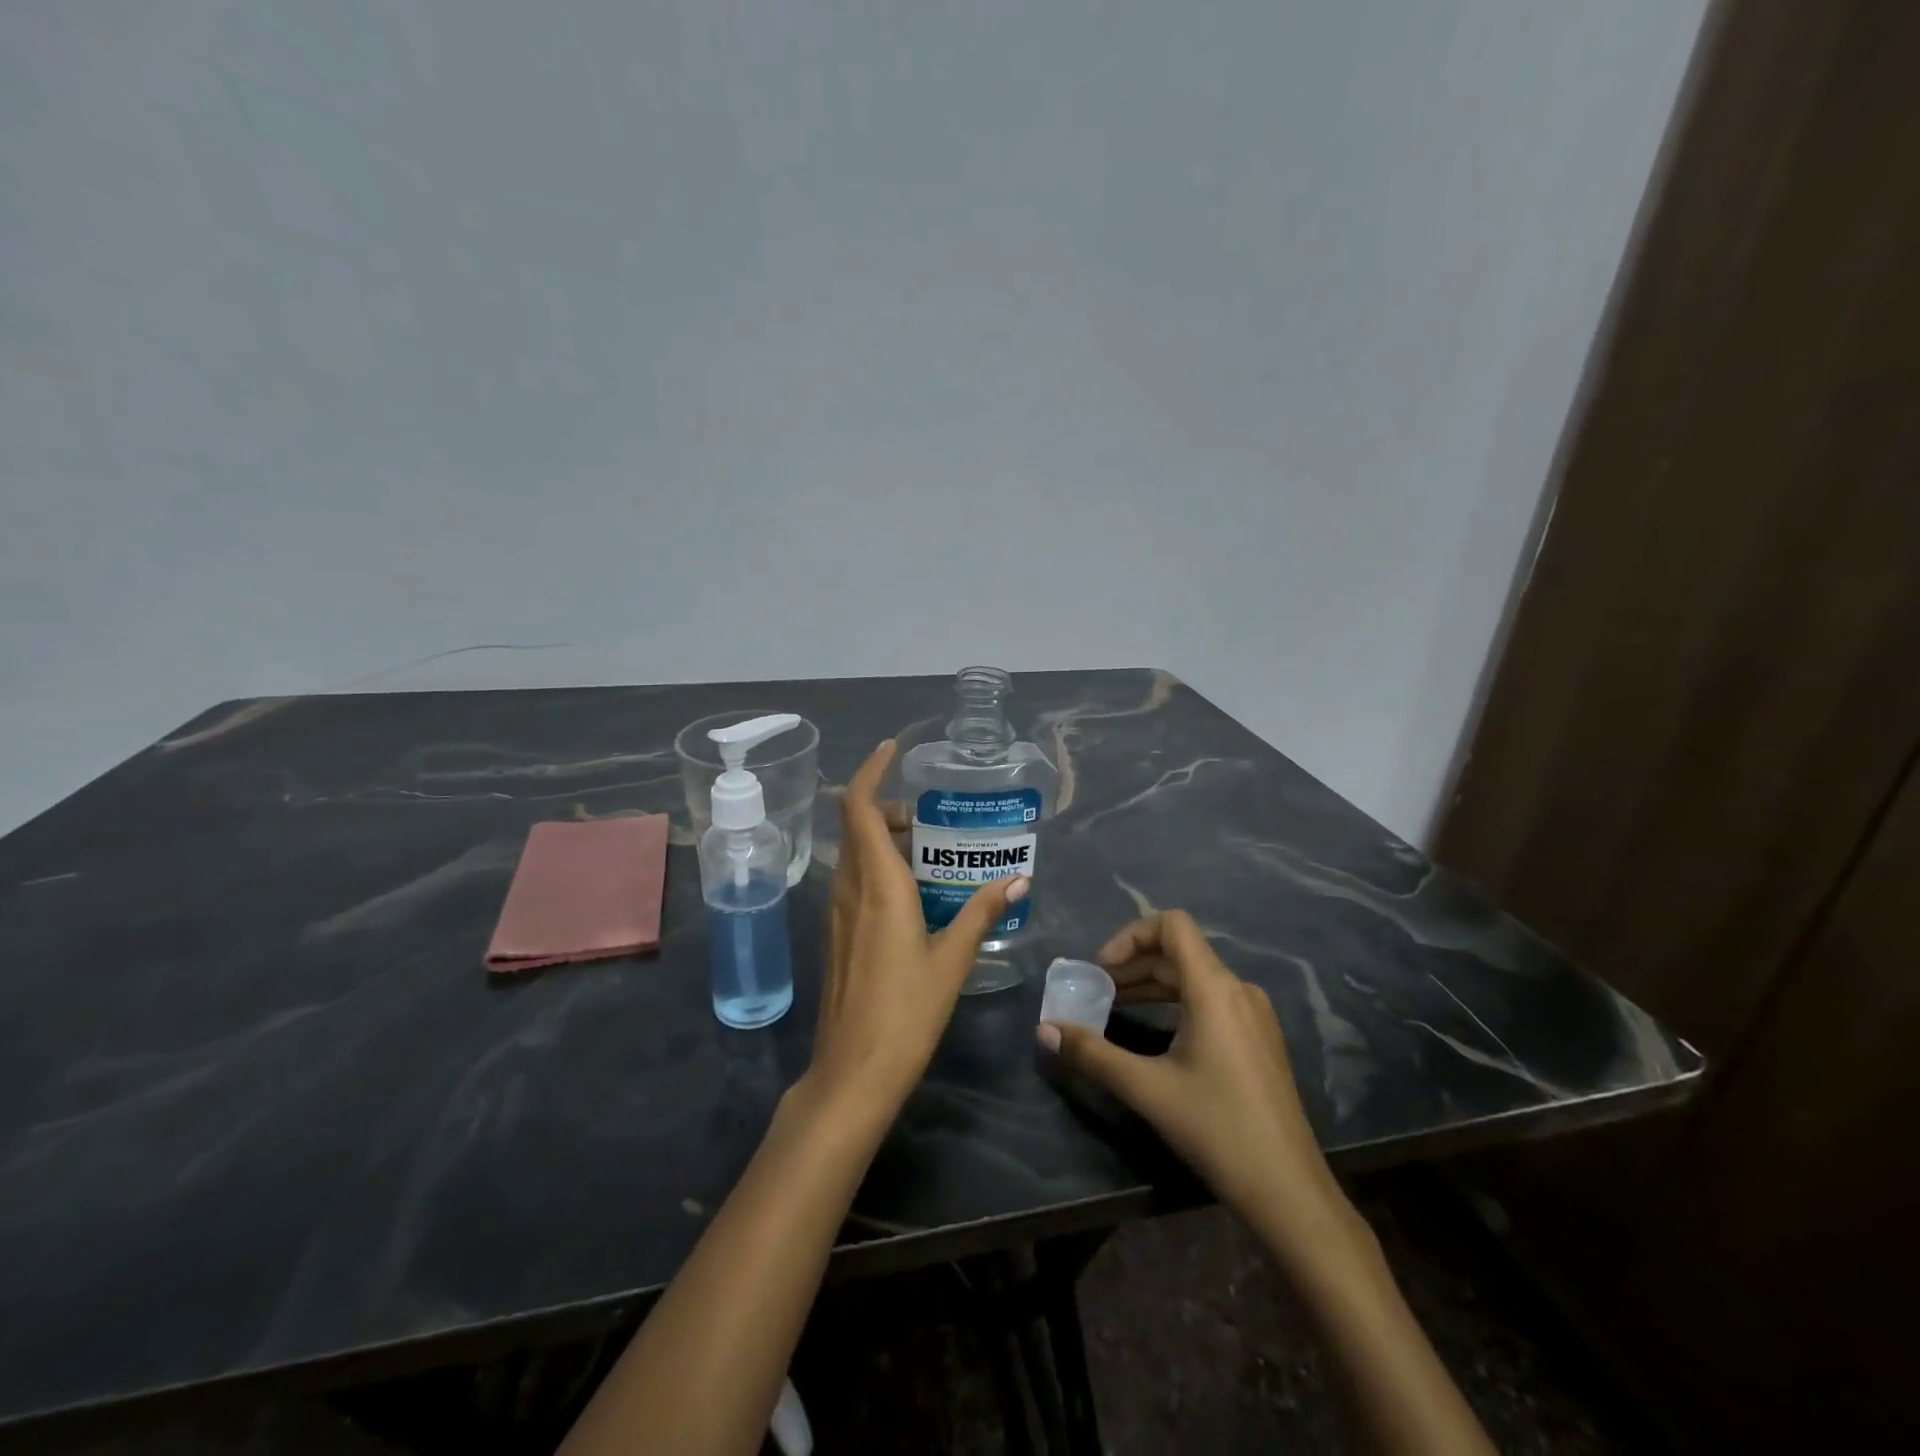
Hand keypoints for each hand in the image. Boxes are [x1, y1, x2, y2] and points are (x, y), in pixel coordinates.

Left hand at [811, 740, 1028, 1111]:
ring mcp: (838, 913)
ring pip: (854, 854)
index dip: (869, 770)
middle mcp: (850, 889)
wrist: (853, 1071)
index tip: (891, 748)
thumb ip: (981, 914)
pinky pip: (855, 881)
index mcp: (877, 885)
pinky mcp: (838, 934)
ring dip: (882, 838)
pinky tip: (913, 894)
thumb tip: (1017, 881)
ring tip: (928, 850)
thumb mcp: (951, 960)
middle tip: (928, 816)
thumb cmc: (906, 1012)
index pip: (857, 807)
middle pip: (856, 826)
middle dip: (886, 807)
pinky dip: (878, 867)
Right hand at [1039, 910, 1357, 1262]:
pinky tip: (1155, 1032)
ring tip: (1116, 1007)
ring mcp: (1254, 1014)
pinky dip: (1176, 1003)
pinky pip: (1211, 1001)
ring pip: (1194, 978)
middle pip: (1179, 952)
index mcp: (1214, 988)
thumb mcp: (1147, 1088)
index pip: (1172, 925)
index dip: (1131, 935)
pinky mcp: (1259, 1038)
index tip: (1102, 968)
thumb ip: (1093, 1053)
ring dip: (1152, 984)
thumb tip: (1044, 1030)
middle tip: (1097, 991)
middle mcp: (1238, 989)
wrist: (1289, 1191)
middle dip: (1133, 965)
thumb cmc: (1217, 1128)